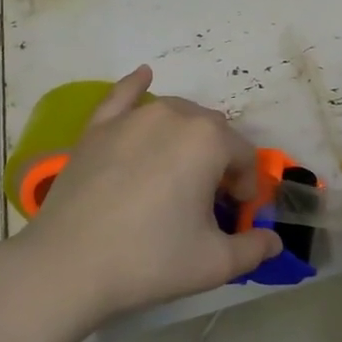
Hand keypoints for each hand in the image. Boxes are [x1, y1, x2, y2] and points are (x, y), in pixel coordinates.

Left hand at [15, 66, 281, 326]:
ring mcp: (131, 118)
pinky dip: (138, 86)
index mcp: (209, 140)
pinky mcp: (97, 128)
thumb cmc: (150, 260)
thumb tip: (274, 243)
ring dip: (188, 135)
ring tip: (179, 171)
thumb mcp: (215, 263)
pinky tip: (144, 76)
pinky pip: (124, 96)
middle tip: (207, 201)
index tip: (235, 215)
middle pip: (213, 131)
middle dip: (220, 160)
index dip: (246, 187)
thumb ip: (254, 249)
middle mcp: (174, 115)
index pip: (244, 156)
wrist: (67, 265)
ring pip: (176, 113)